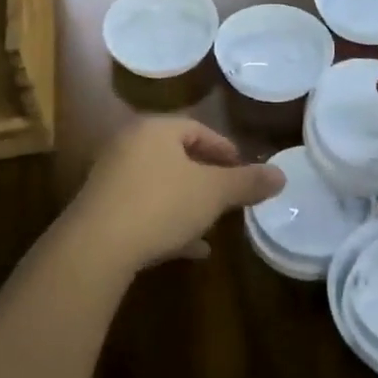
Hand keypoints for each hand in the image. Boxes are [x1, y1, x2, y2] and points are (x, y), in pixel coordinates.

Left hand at [66, 118, 283, 275]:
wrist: (96, 247)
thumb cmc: (161, 204)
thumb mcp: (213, 193)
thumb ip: (247, 182)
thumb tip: (281, 175)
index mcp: (155, 129)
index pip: (197, 129)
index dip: (224, 149)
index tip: (242, 170)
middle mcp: (130, 145)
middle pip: (177, 156)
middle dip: (206, 177)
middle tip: (229, 195)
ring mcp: (112, 177)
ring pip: (161, 184)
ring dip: (187, 202)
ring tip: (212, 225)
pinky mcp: (102, 208)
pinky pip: (143, 208)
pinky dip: (167, 222)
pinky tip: (190, 249)